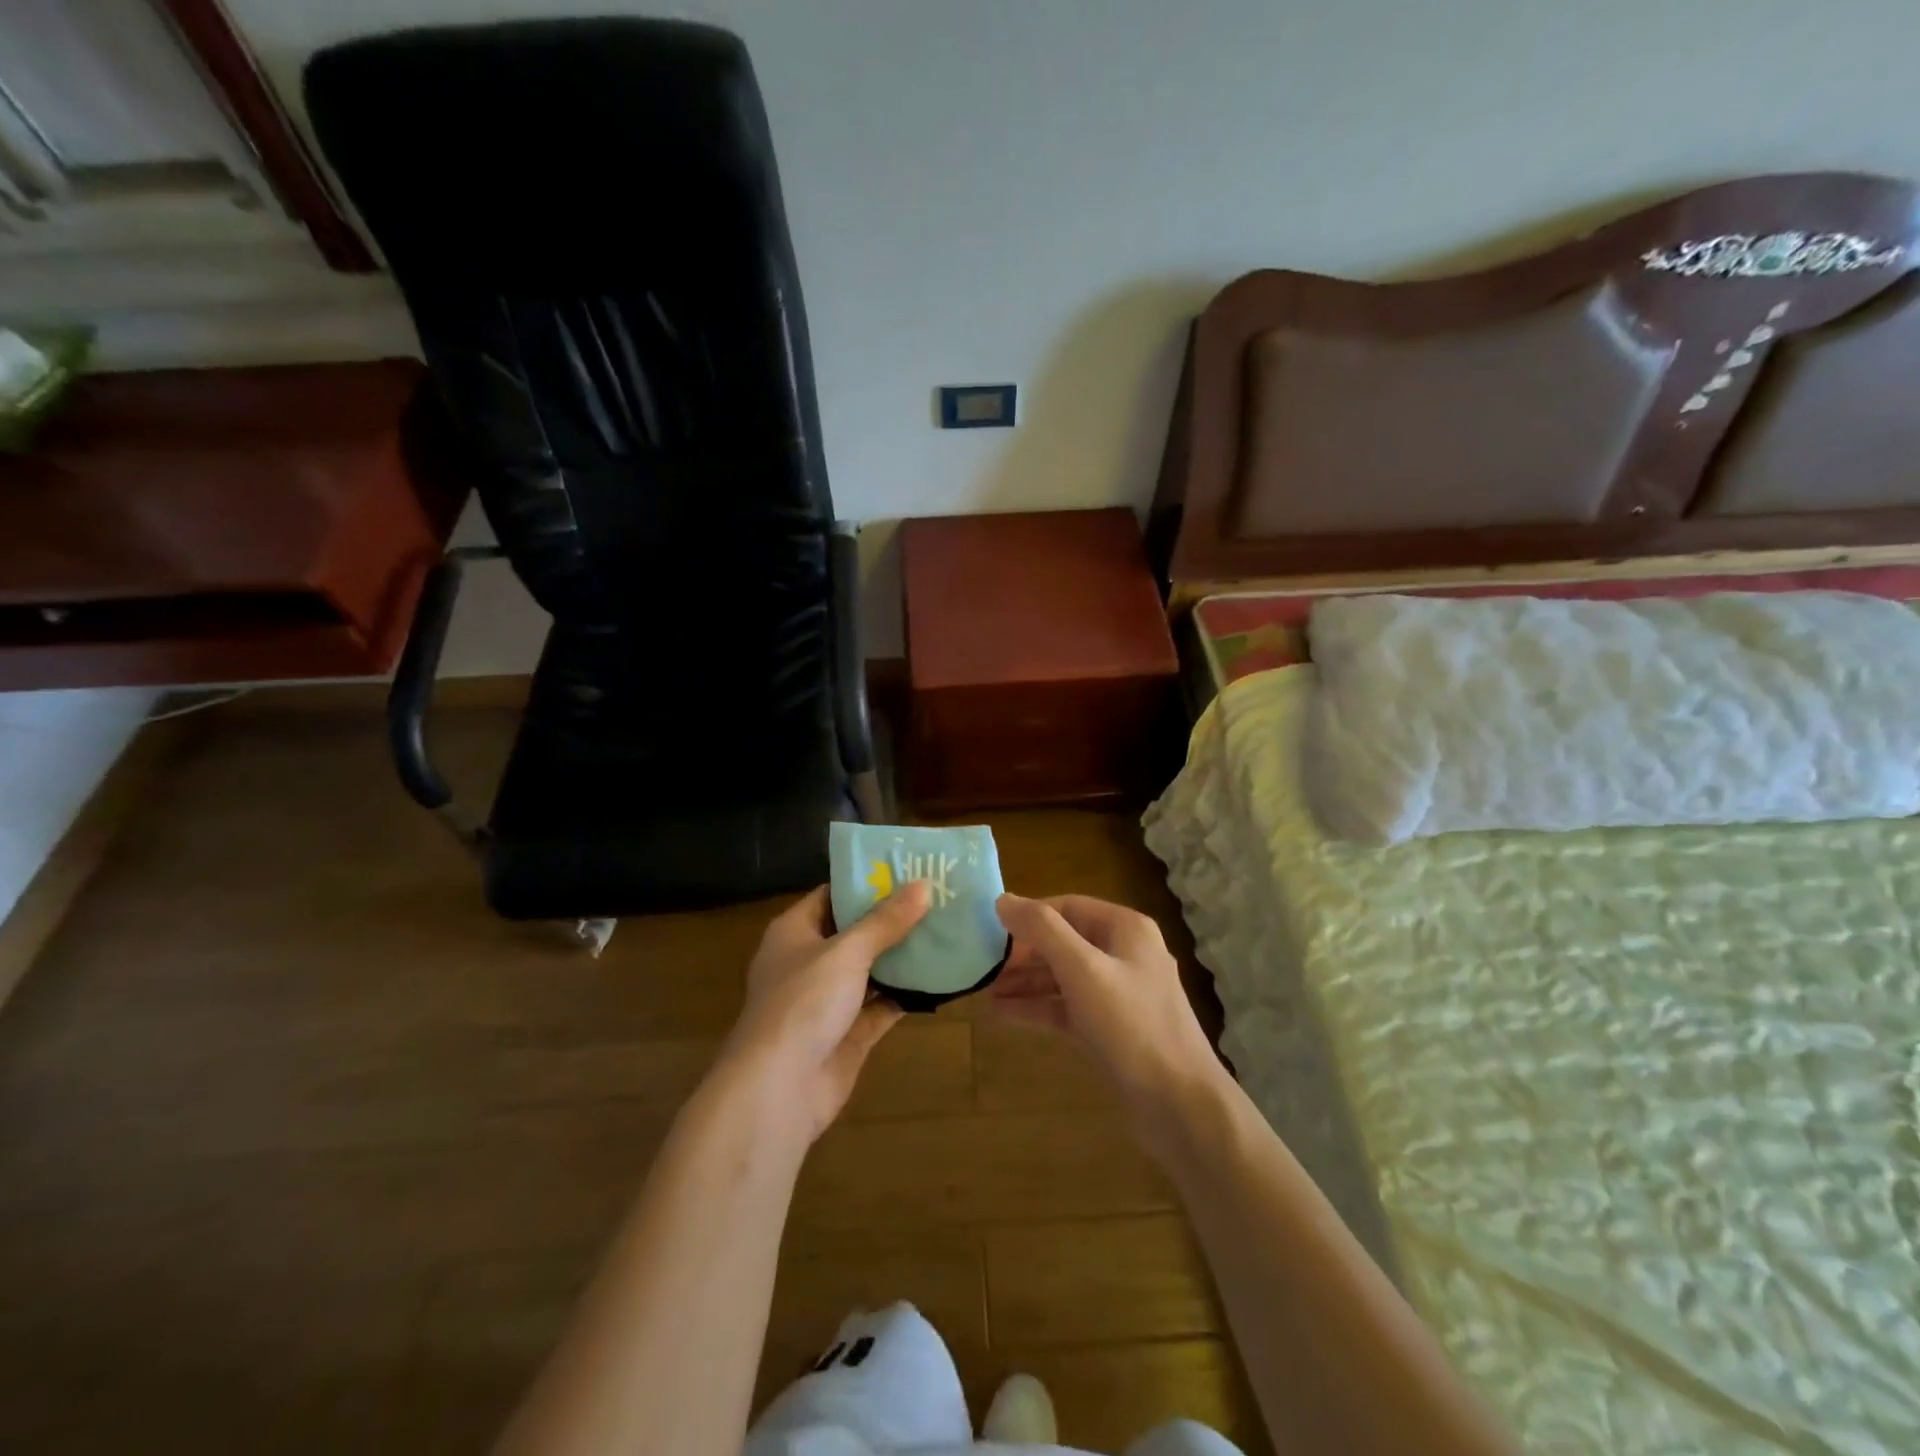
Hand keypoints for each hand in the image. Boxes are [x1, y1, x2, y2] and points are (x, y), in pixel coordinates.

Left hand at [717, 881, 930, 1144]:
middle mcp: (809, 961)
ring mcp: (828, 1000)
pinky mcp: (848, 1033)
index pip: (833, 895)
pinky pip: (882, 1005)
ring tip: (947, 931)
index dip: (867, 882)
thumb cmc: (803, 1003)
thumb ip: (885, 921)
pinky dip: (907, 994)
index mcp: (795, 932)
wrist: (779, 1089)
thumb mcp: (846, 952)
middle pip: (855, 932)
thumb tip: (923, 885)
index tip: (909, 869)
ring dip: (903, 956)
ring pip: (871, 969)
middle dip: (893, 918)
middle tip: (939, 898)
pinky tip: (941, 978)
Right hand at [992, 894, 1223, 1143]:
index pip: (1067, 907)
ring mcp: (1120, 993)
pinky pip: (1068, 1006)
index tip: (990, 930)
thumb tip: (1002, 899)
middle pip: (1064, 941)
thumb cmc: (1132, 1026)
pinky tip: (1004, 1013)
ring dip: (1026, 981)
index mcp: (1125, 929)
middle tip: (983, 965)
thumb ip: (1042, 931)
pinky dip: (1039, 1007)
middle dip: (1024, 953)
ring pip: (1064, 976)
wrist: (1180, 1105)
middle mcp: (1125, 954)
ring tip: (985, 990)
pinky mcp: (1112, 1028)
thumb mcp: (1083, 971)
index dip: (1028, 916)